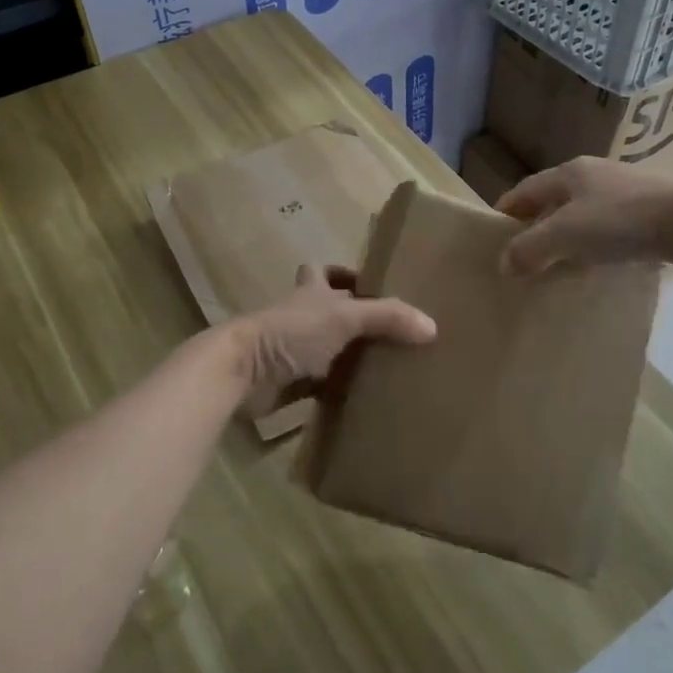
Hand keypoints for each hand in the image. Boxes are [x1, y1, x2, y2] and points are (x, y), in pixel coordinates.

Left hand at [234, 265, 435, 408]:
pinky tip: (364, 400)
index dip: (344, 275)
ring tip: (389, 367)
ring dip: (349, 357)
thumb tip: (431, 326)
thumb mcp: (344, 318)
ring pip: (326, 350)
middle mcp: (300, 317)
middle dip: (355, 319)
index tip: (372, 286)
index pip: (323, 272)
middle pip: (327, 312)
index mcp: (310, 292)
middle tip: (392, 332)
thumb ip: (387, 318)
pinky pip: (320, 386)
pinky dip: (338, 392)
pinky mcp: (289, 384)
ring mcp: (292, 351)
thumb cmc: (290, 333)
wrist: (242, 373)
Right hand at [496, 157, 672, 275]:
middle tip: (523, 256)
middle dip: (536, 226)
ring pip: (582, 212)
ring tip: (559, 263)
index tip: (492, 240)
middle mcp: (593, 173)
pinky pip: (609, 224)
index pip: (523, 191)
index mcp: (567, 173)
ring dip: (567, 236)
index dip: (505, 214)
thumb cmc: (619, 222)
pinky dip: (595, 242)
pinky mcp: (650, 207)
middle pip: (552, 200)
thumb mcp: (564, 236)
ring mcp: (624, 188)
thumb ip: (529, 249)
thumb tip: (504, 264)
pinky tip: (599, 261)